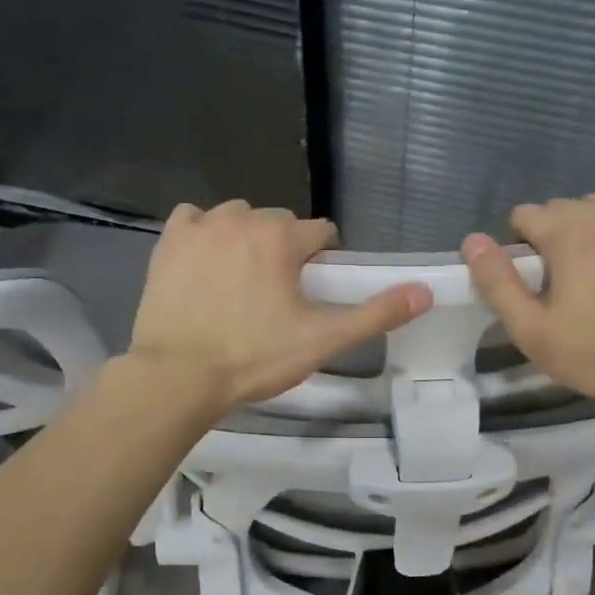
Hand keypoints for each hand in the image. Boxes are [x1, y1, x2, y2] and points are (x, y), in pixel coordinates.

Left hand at [127, 201, 431, 413]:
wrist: (177, 377)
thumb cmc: (254, 358)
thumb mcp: (323, 340)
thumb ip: (376, 314)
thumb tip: (425, 292)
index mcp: (281, 237)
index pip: (320, 232)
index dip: (323, 261)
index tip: (314, 292)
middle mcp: (241, 219)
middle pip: (279, 223)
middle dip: (285, 250)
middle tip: (279, 296)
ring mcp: (200, 228)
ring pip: (236, 218)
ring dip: (246, 239)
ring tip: (242, 282)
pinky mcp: (168, 243)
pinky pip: (193, 220)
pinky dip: (203, 234)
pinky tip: (206, 262)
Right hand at [462, 194, 594, 416]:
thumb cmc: (593, 355)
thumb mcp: (530, 329)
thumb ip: (497, 282)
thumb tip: (472, 241)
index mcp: (570, 233)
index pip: (525, 215)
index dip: (521, 248)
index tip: (535, 282)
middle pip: (561, 209)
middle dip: (553, 237)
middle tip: (565, 283)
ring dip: (586, 230)